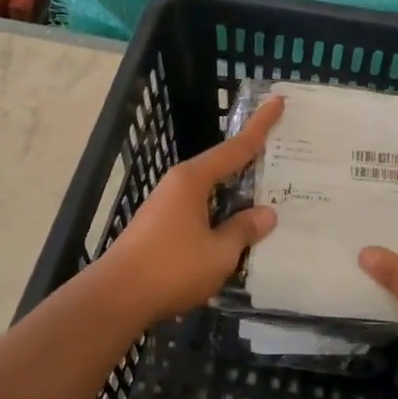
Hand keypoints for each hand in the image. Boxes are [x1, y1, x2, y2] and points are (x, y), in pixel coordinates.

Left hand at [91, 97, 283, 325]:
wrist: (116, 297)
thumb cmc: (171, 268)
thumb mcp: (219, 253)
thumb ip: (244, 230)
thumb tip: (266, 214)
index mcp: (193, 180)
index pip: (235, 148)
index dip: (260, 126)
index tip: (277, 101)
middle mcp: (178, 185)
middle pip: (222, 167)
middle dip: (249, 163)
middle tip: (281, 158)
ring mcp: (166, 206)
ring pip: (210, 193)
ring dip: (234, 196)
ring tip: (265, 200)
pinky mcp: (159, 227)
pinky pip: (199, 212)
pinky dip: (220, 215)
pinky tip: (234, 232)